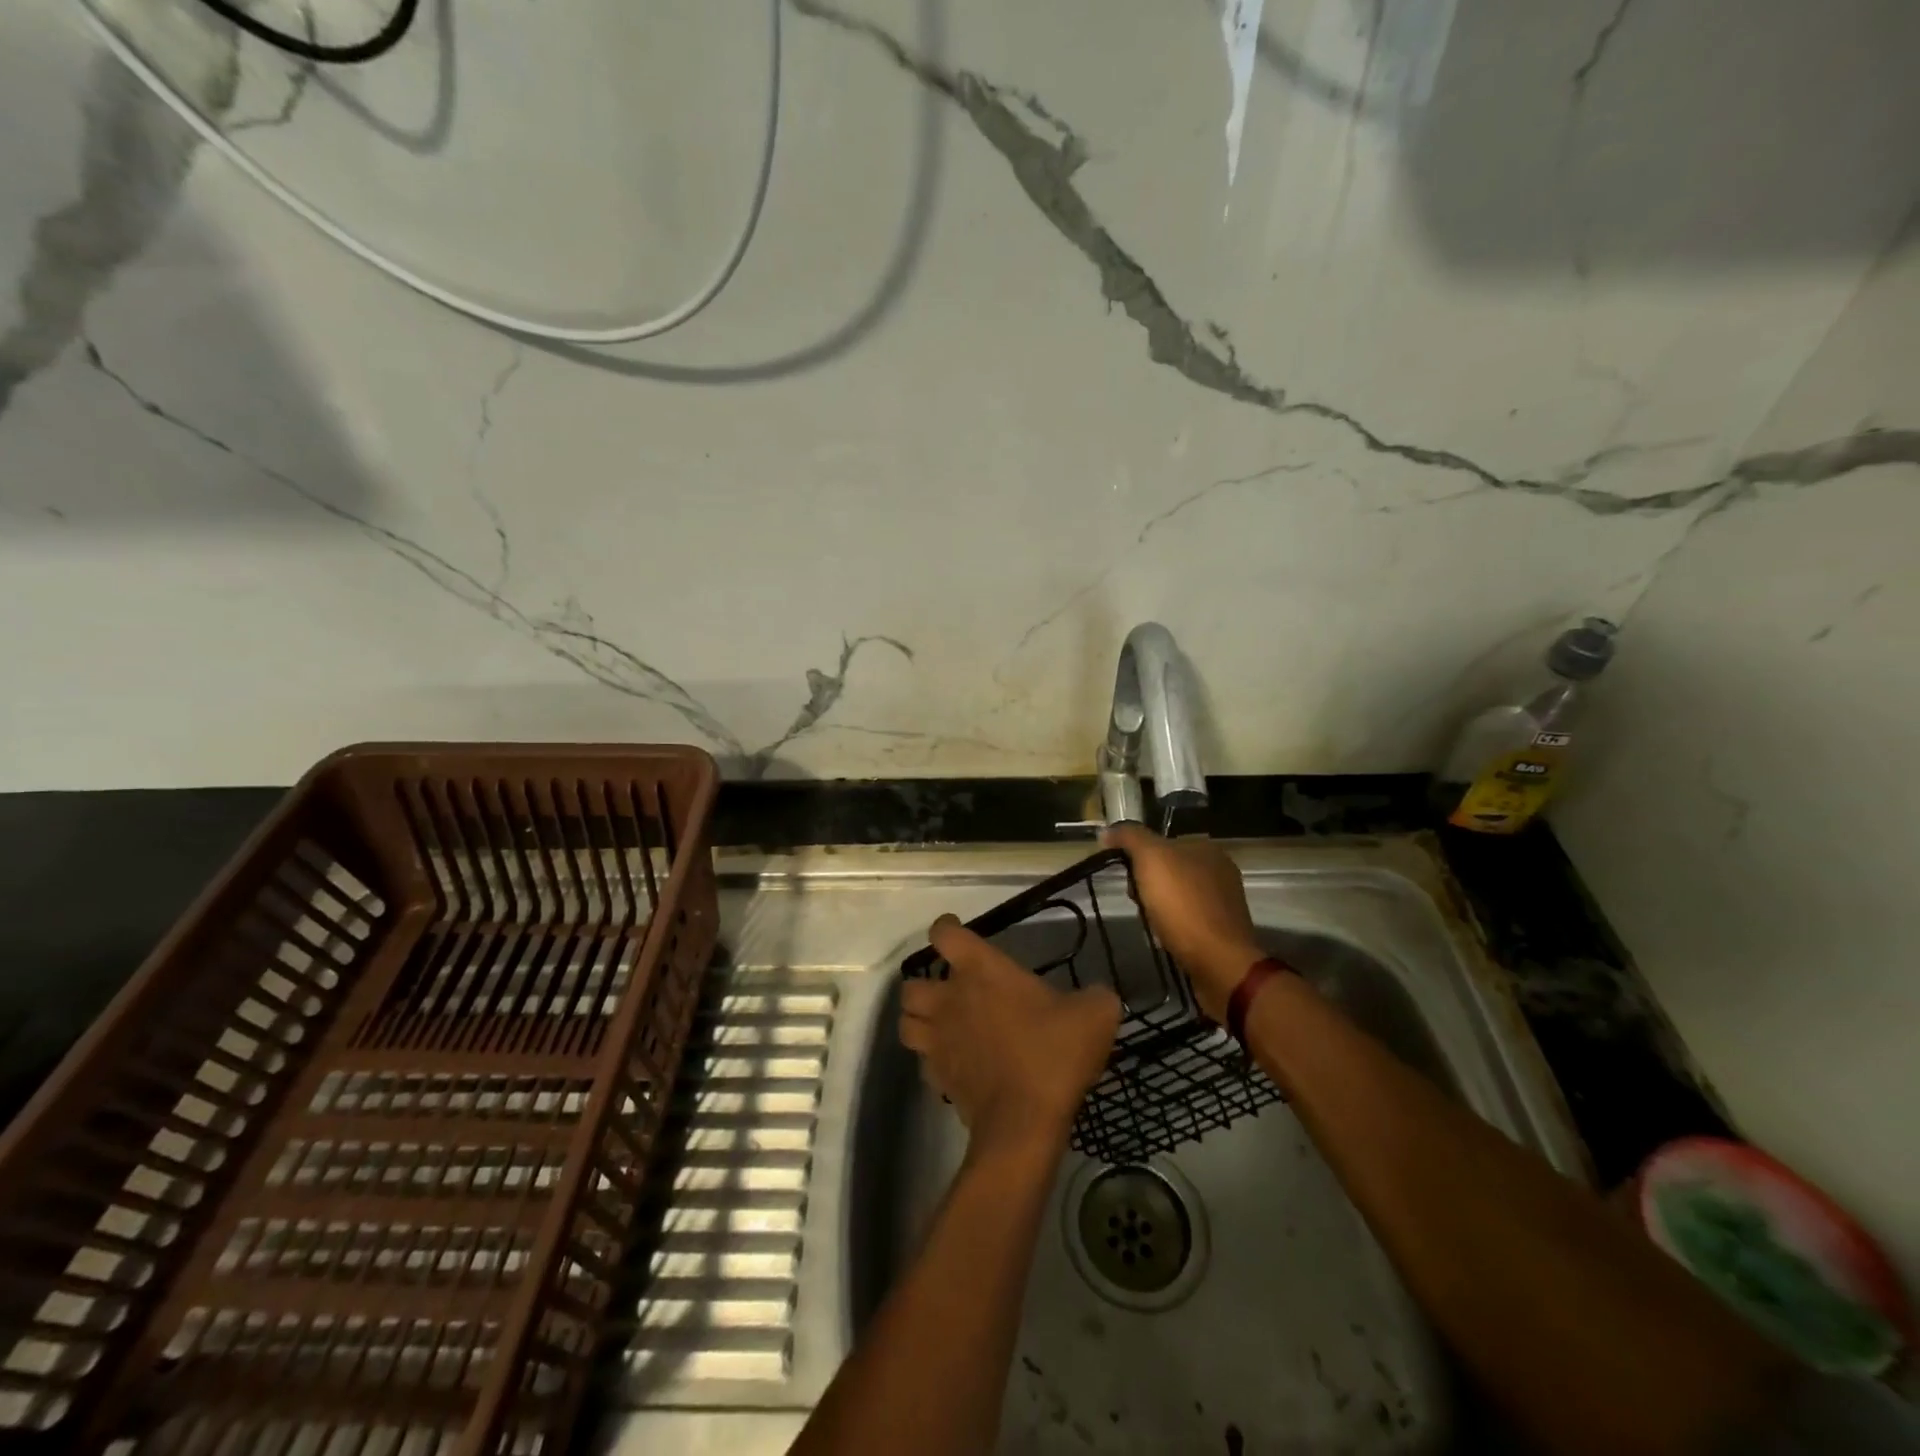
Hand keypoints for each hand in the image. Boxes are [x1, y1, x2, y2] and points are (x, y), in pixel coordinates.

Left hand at [901, 916, 1122, 1155]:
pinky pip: (924, 1061)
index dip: (946, 928)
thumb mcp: (1095, 1015)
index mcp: (980, 971)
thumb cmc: (1053, 1054)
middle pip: (911, 984)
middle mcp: (950, 1000)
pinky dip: (934, 1058)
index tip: (955, 931)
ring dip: (919, 1020)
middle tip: (949, 990)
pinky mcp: (938, 1078)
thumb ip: (1096, 997)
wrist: (1024, 1122)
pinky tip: (957, 1062)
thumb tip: (1098, 997)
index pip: (945, 935)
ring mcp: (939, 1041)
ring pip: (906, 1023)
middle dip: (924, 984)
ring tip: (942, 1024)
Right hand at [1102, 825, 1262, 1022]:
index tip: (1125, 876)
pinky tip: (1165, 935)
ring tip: (1148, 921)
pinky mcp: (1223, 929)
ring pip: (1177, 894)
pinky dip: (1173, 924)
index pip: (1162, 842)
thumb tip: (1107, 830)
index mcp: (1207, 848)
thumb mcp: (1151, 859)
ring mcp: (1224, 901)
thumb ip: (1129, 837)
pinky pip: (1188, 918)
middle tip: (1136, 900)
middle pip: (1169, 869)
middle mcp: (1220, 869)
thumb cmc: (1183, 904)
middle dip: (1147, 883)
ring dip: (1158, 905)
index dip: (1138, 856)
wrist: (1218, 962)